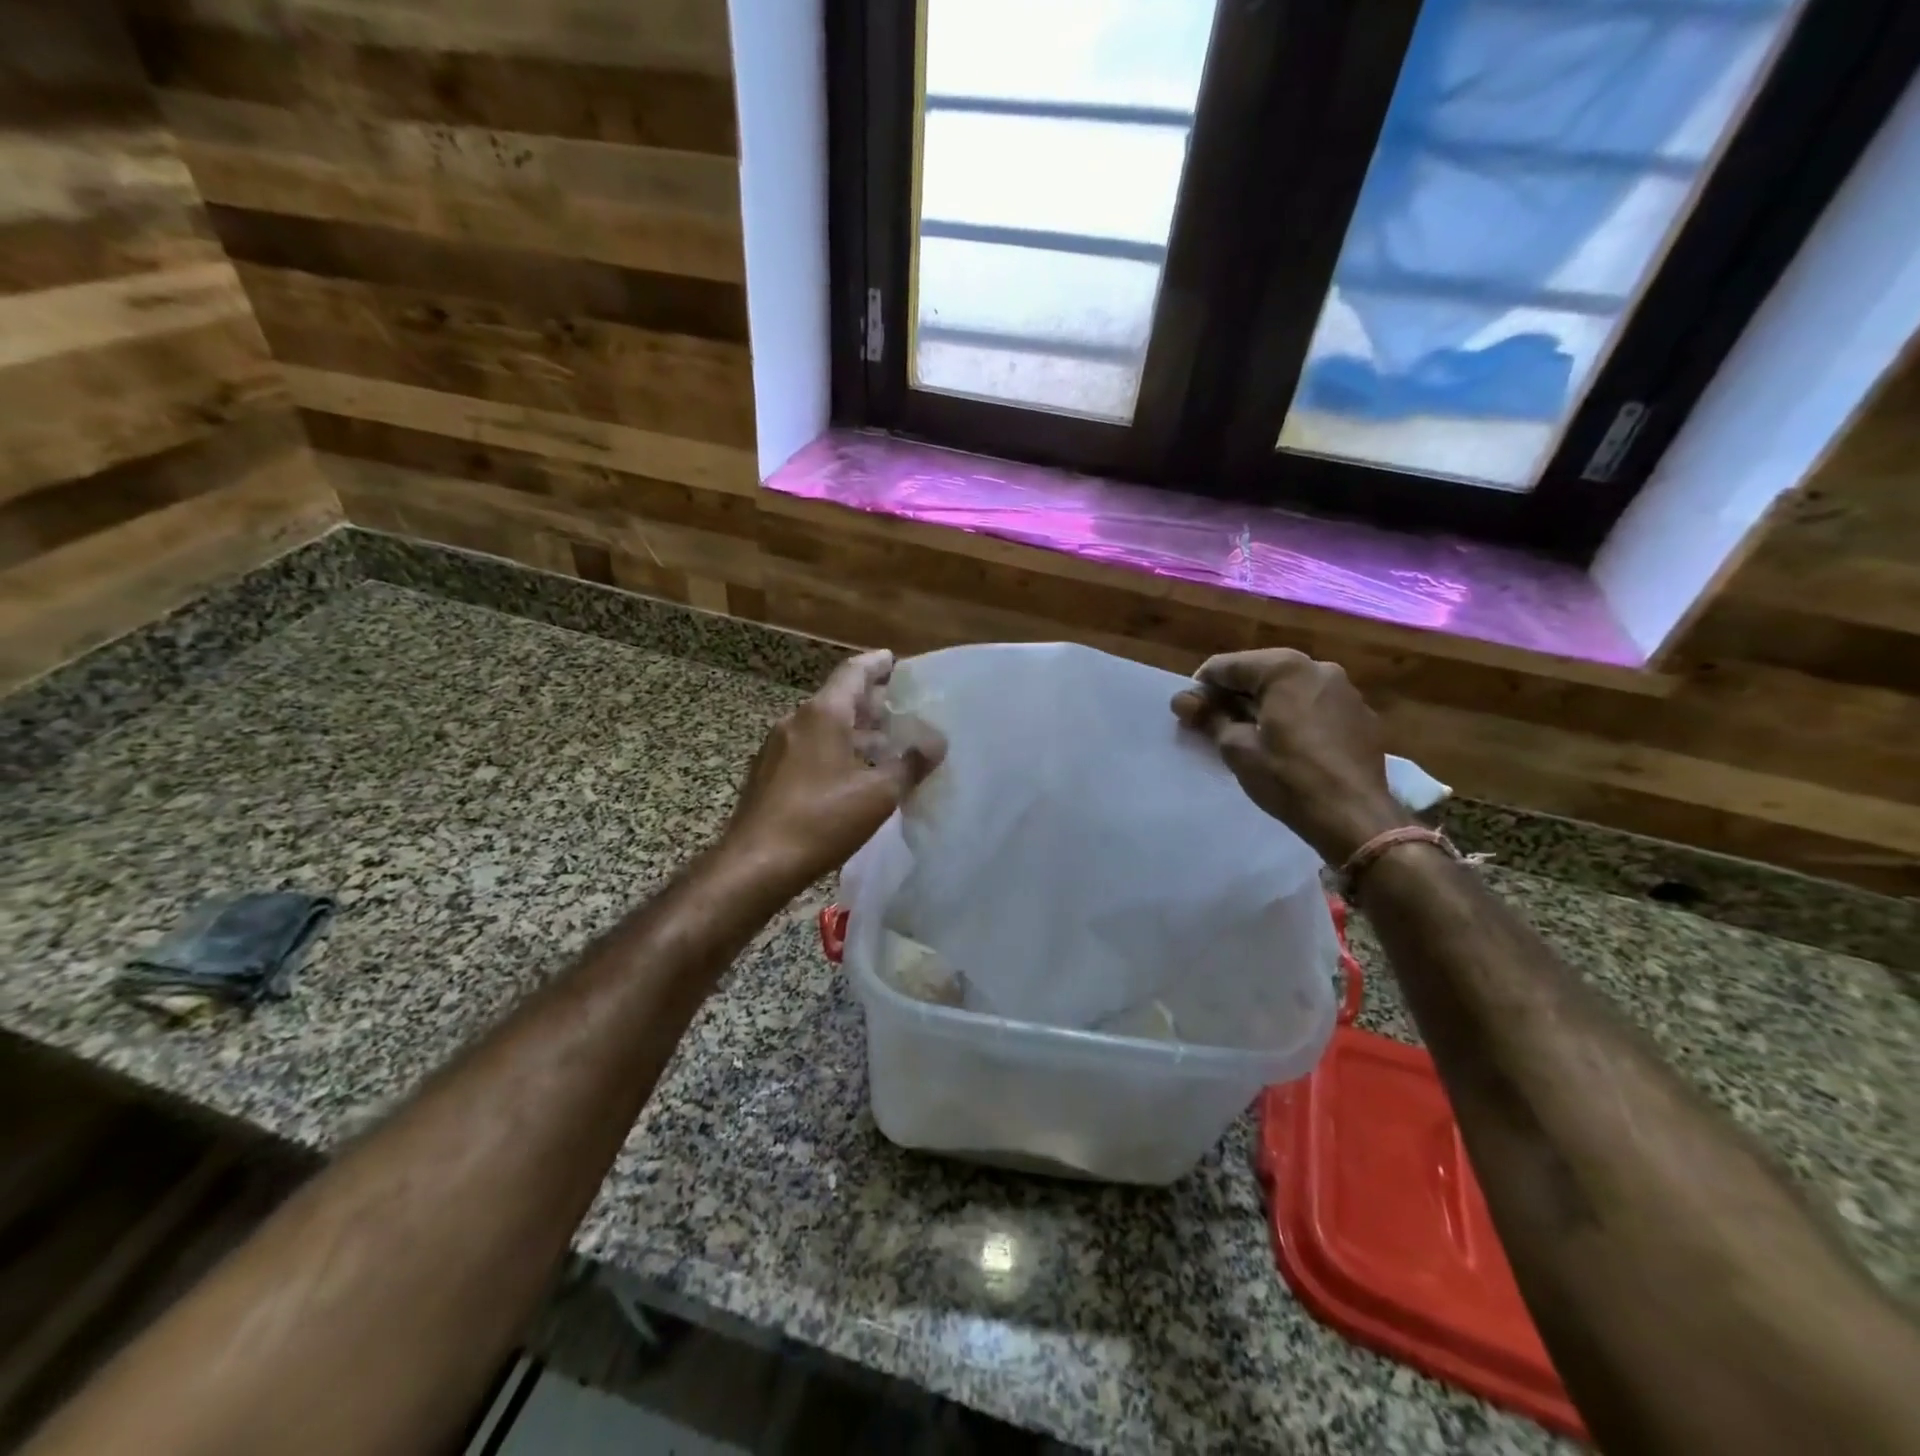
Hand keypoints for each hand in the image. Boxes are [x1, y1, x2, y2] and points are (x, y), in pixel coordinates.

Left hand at [722, 650, 943, 891]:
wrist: (756, 864)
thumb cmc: (822, 821)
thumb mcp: (877, 794)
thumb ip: (910, 765)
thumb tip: (936, 743)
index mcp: (822, 714)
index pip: (853, 673)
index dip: (877, 664)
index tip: (895, 660)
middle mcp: (795, 721)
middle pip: (838, 699)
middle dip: (870, 703)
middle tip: (900, 709)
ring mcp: (776, 747)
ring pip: (822, 726)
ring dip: (853, 731)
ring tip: (882, 745)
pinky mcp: (767, 773)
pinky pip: (808, 748)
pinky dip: (833, 749)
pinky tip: (850, 774)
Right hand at [1171, 648, 1411, 863]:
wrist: (1354, 816)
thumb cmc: (1288, 777)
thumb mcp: (1237, 748)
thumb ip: (1209, 717)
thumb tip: (1182, 700)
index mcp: (1285, 668)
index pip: (1228, 666)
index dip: (1201, 687)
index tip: (1187, 711)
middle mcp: (1319, 667)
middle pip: (1261, 672)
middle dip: (1234, 694)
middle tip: (1213, 722)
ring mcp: (1346, 691)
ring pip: (1290, 688)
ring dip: (1264, 704)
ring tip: (1249, 734)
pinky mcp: (1362, 716)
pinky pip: (1315, 705)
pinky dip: (1294, 715)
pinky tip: (1287, 744)